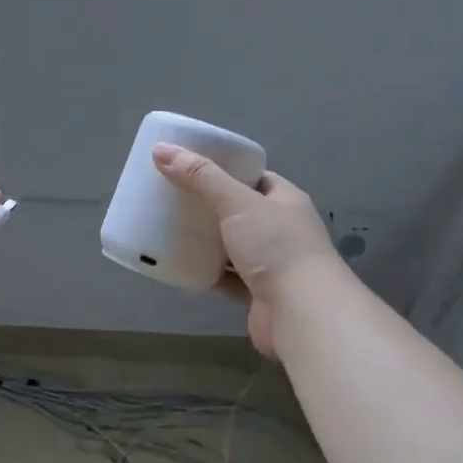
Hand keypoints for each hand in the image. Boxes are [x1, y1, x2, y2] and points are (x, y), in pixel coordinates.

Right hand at [152, 143, 334, 356]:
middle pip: (240, 212)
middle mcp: (283, 230)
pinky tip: (182, 265)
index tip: (192, 169)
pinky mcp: (258, 294)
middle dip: (209, 207)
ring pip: (232, 246)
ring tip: (171, 230)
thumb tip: (161, 149)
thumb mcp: (236, 202)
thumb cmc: (275, 247)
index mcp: (286, 201)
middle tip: (174, 199)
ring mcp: (272, 264)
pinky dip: (207, 272)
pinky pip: (227, 277)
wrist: (302, 312)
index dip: (226, 171)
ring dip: (207, 241)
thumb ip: (200, 176)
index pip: (255, 178)